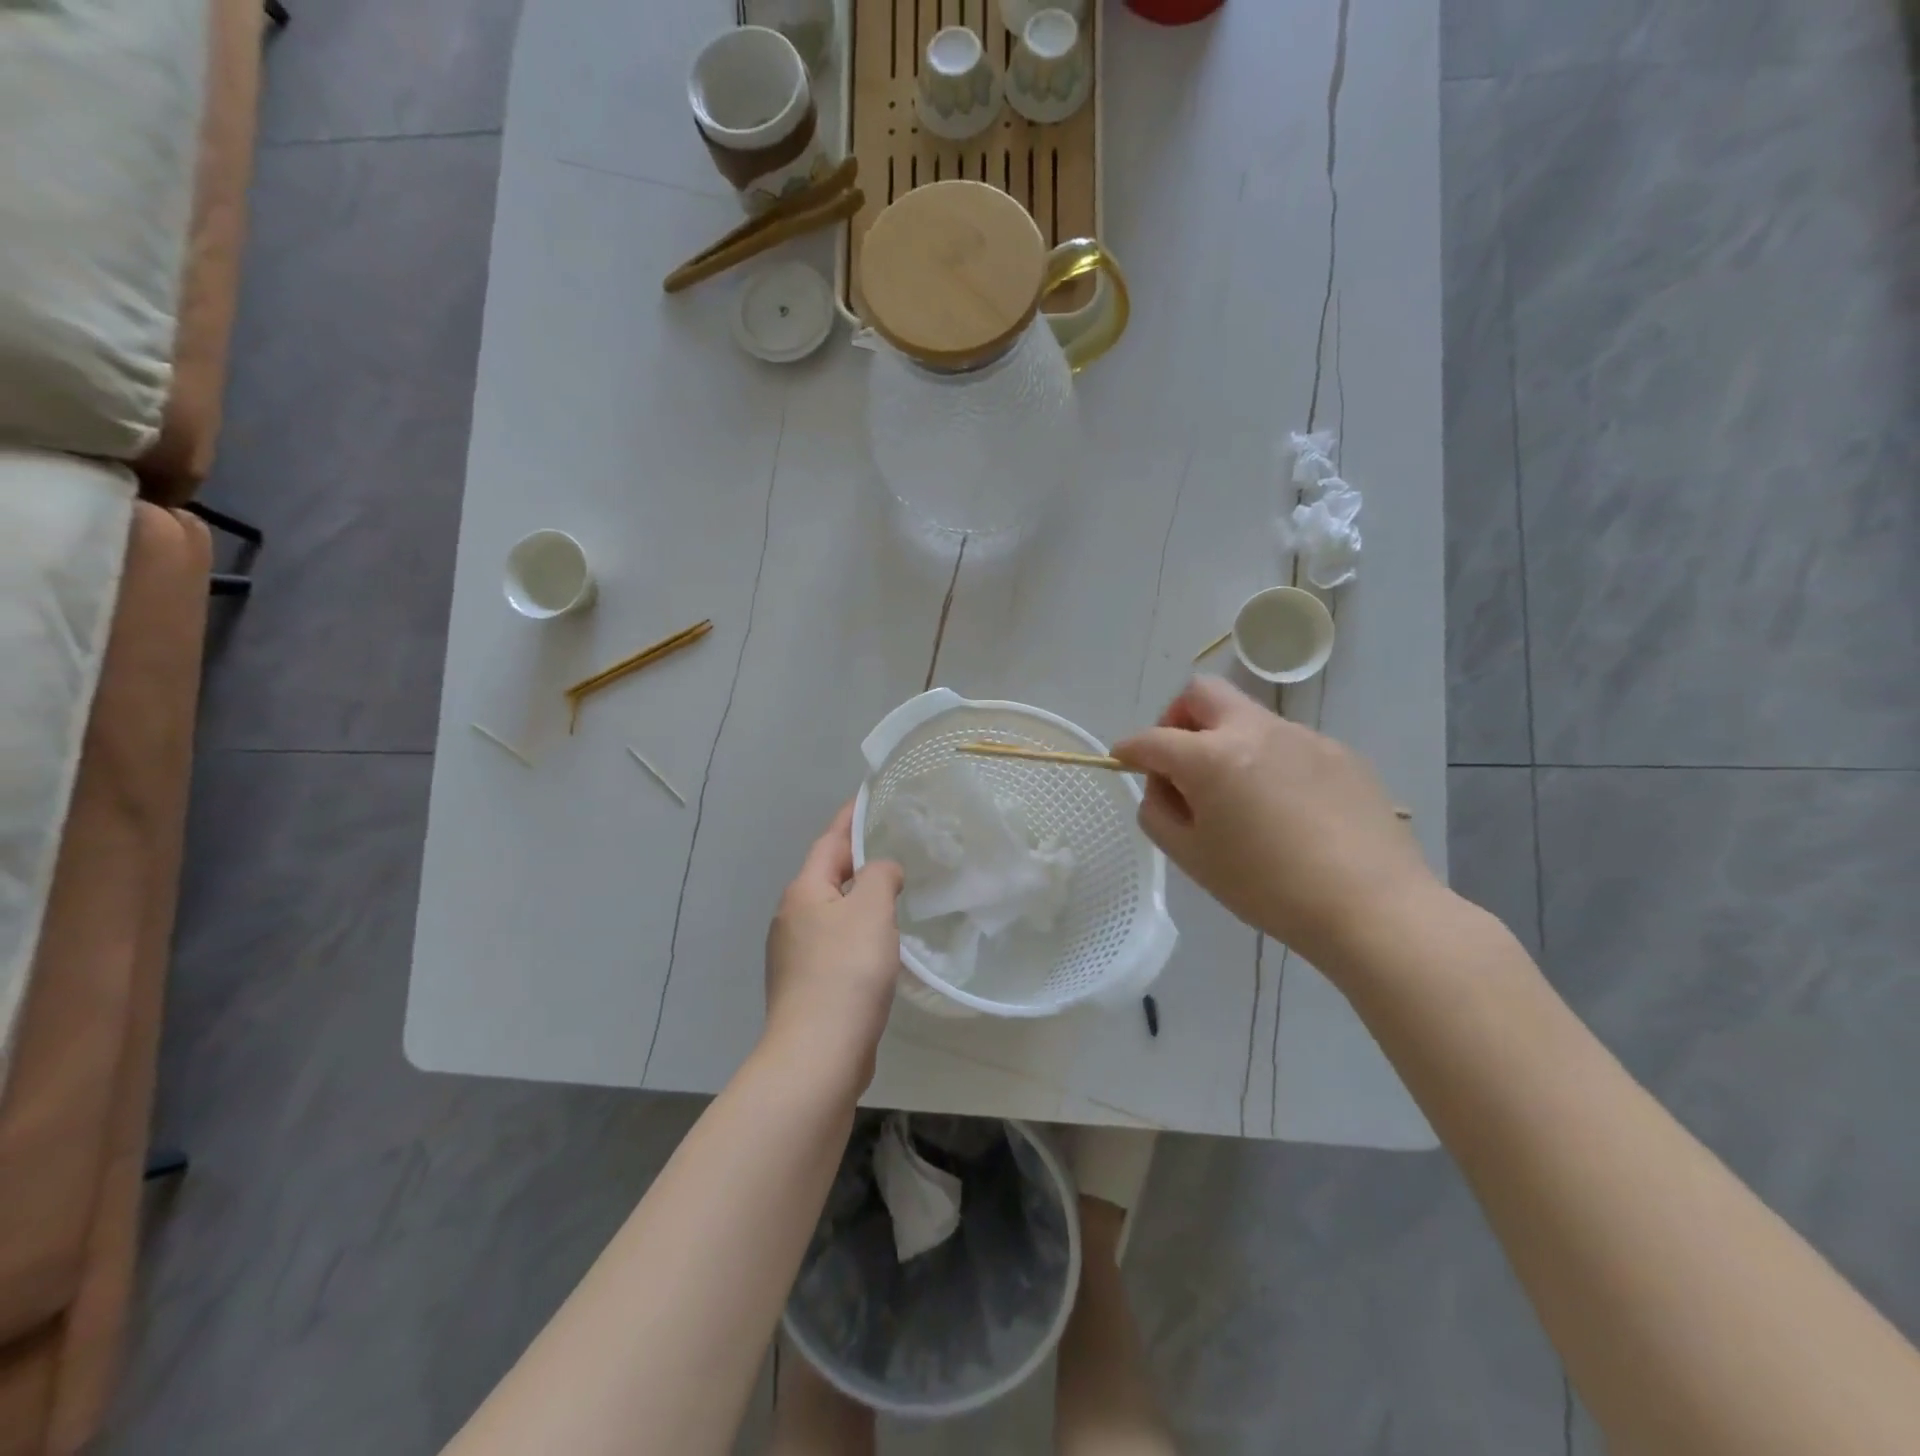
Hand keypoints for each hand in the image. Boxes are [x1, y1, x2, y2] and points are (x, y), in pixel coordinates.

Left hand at [764, 803, 904, 1090]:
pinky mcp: (808, 984)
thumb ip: (881, 876)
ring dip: (860, 898)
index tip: (869, 797)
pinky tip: (882, 943)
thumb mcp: (872, 910)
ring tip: (895, 890)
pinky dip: (859, 932)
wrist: (818, 1052)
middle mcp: (792, 917)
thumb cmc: (846, 971)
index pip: (830, 841)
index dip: (851, 818)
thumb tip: (882, 871)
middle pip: (828, 875)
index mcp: (804, 891)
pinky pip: (837, 942)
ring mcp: (795, 953)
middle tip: (894, 845)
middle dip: (857, 858)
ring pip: (833, 911)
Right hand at [1113, 677, 1438, 968]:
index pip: (1152, 739)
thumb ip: (1158, 812)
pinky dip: (1269, 761)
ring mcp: (1302, 737)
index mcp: (1210, 757)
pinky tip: (1288, 809)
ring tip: (1241, 797)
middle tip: (1182, 761)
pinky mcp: (1339, 752)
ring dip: (1227, 741)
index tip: (1123, 759)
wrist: (1371, 906)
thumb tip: (1163, 785)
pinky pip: (1287, 743)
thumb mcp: (1191, 858)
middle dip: (1178, 718)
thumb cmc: (1267, 888)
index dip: (1129, 749)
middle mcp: (1254, 731)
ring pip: (1247, 717)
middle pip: (1201, 693)